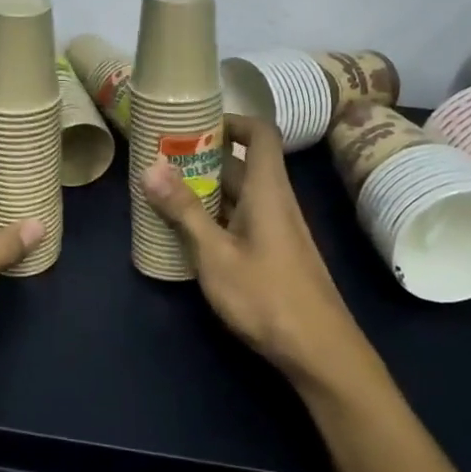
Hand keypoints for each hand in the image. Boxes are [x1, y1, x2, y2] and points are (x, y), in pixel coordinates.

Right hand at [141, 114, 373, 385]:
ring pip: (238, 195)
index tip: (194, 125)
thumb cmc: (266, 295)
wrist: (319, 351)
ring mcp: (275, 230)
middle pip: (241, 165)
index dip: (231, 121)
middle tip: (160, 160)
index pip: (259, 134)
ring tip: (162, 193)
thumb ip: (184, 211)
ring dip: (204, 190)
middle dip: (202, 159)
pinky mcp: (272, 255)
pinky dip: (214, 217)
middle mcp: (275, 202)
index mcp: (267, 190)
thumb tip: (151, 167)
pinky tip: (185, 234)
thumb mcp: (215, 254)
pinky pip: (240, 220)